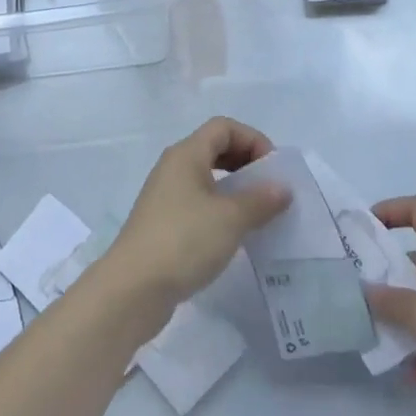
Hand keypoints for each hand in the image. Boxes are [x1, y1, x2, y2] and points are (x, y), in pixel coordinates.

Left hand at [103, 116, 290, 323]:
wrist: (133, 288)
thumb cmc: (184, 240)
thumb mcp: (230, 218)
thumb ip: (260, 200)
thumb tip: (281, 188)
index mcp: (186, 154)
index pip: (223, 127)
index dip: (252, 139)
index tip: (273, 170)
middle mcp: (173, 167)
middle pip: (214, 148)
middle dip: (245, 162)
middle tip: (269, 189)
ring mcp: (165, 195)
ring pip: (206, 177)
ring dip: (234, 188)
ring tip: (257, 213)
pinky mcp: (163, 223)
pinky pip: (197, 202)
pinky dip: (219, 209)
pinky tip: (233, 234)